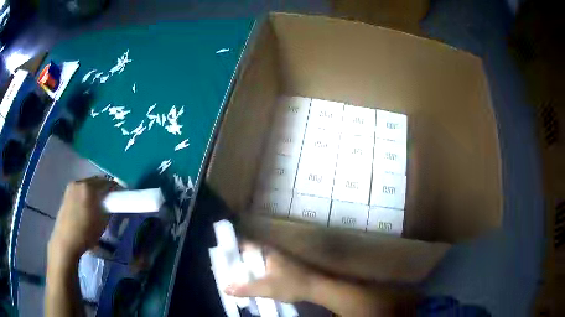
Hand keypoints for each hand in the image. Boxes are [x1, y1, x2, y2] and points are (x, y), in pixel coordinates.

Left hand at [48, 176, 117, 260]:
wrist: (66, 241)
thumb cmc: (86, 233)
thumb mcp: (102, 222)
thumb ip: (109, 208)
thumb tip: (113, 202)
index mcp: (89, 187)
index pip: (107, 182)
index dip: (117, 188)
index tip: (122, 195)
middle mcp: (79, 182)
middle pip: (96, 181)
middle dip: (105, 188)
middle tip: (112, 199)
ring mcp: (71, 187)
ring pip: (88, 185)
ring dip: (95, 191)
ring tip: (100, 203)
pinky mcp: (66, 193)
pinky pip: (80, 189)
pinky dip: (87, 194)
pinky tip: (88, 205)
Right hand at [225, 244, 318, 302]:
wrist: (316, 288)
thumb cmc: (291, 284)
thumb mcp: (266, 288)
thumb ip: (245, 288)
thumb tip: (225, 288)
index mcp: (267, 251)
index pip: (244, 243)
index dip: (231, 247)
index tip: (219, 254)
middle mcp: (272, 252)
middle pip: (249, 253)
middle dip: (237, 260)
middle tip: (223, 268)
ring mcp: (279, 259)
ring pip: (257, 260)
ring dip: (247, 267)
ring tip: (233, 276)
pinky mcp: (283, 268)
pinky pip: (264, 267)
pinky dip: (255, 272)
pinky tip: (251, 281)